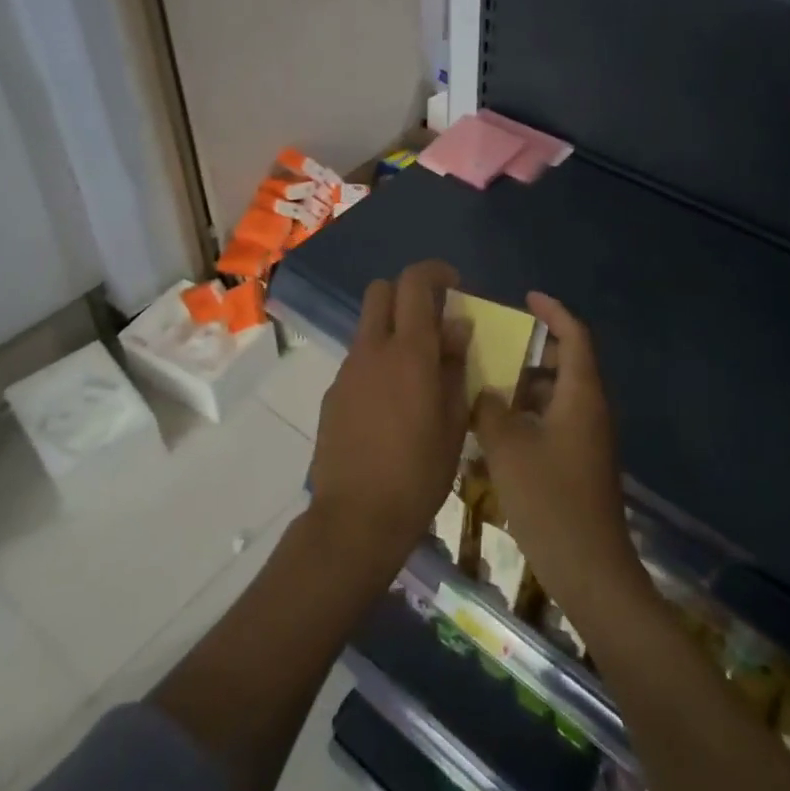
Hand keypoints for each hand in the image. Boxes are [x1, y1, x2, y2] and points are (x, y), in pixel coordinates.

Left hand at [308, 261, 472, 574]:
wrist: (356, 518)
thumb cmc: (419, 473)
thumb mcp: (454, 421)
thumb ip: (455, 366)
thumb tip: (456, 327)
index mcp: (409, 352)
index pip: (414, 282)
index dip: (435, 272)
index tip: (455, 285)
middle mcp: (372, 350)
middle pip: (380, 290)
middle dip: (407, 292)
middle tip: (433, 320)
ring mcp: (347, 370)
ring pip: (368, 326)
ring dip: (392, 329)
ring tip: (417, 370)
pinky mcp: (333, 393)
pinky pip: (359, 359)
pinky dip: (378, 361)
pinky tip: (391, 403)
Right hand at [474, 293, 647, 616]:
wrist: (590, 569)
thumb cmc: (550, 500)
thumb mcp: (508, 448)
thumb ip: (490, 410)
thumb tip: (483, 391)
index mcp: (582, 395)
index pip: (574, 336)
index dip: (553, 312)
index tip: (527, 298)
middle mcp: (591, 409)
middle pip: (568, 363)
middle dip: (535, 348)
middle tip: (498, 341)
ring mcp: (589, 438)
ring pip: (560, 394)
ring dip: (529, 383)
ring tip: (489, 381)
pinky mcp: (581, 462)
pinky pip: (556, 419)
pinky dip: (531, 412)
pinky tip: (499, 427)